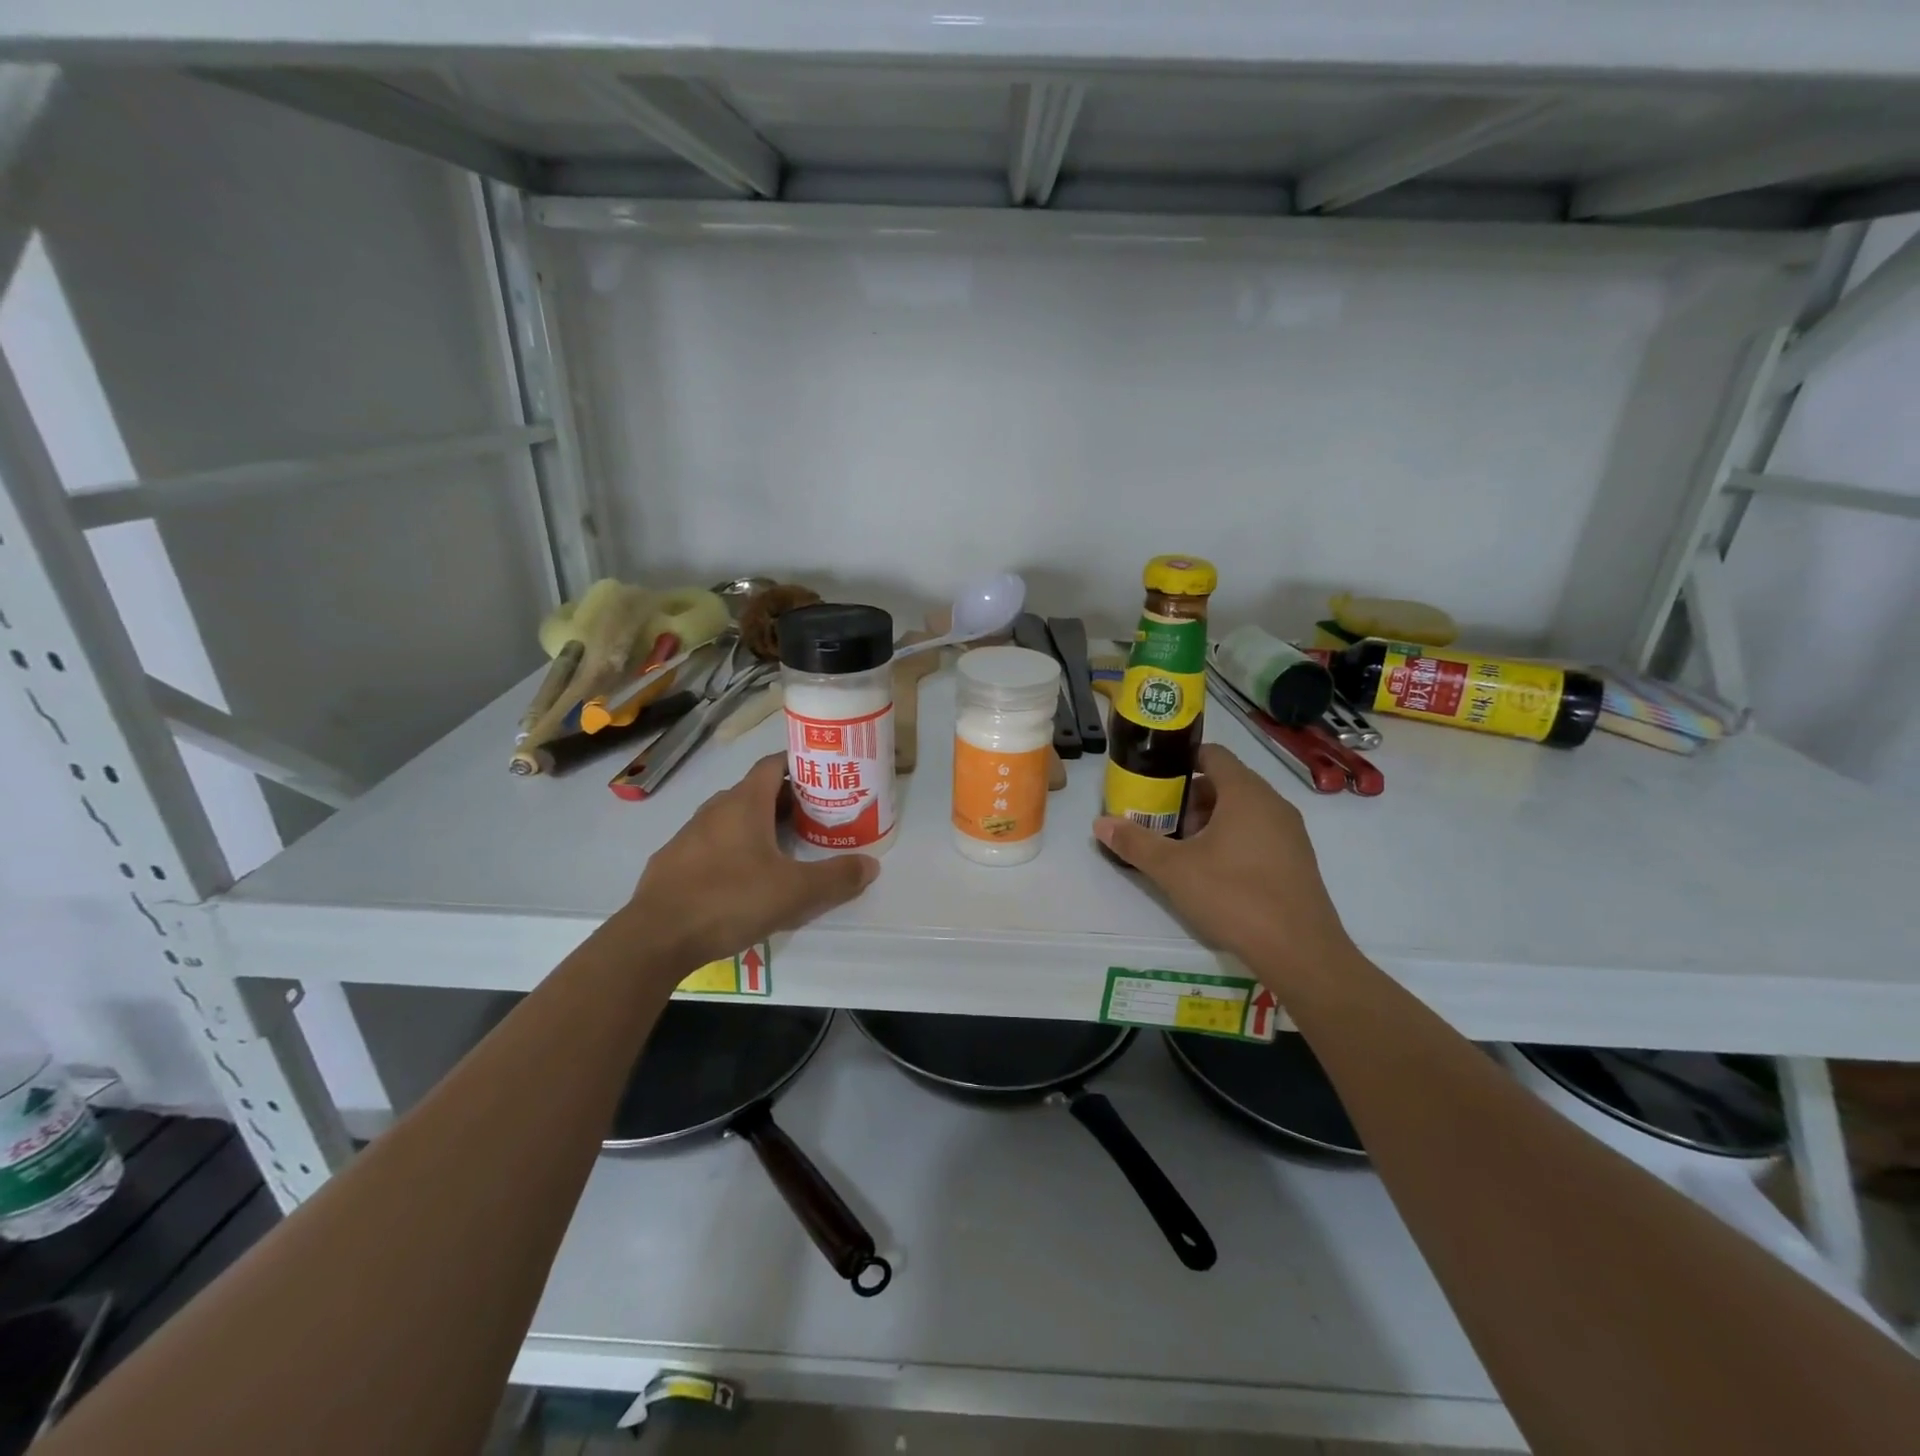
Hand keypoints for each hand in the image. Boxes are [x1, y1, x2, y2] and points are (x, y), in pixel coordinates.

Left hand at [625, 753, 879, 970]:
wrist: (656, 937)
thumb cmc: (731, 900)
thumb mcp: (795, 892)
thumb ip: (836, 877)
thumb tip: (871, 865)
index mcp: (745, 803)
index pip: (773, 764)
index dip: (798, 765)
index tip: (822, 776)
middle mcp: (715, 809)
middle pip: (755, 792)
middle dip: (786, 801)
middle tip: (815, 818)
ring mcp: (689, 835)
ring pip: (731, 818)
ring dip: (758, 826)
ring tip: (784, 849)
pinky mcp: (673, 861)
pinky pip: (711, 844)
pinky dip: (732, 849)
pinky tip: (742, 879)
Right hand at [1094, 744, 1353, 990]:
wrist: (1300, 951)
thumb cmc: (1233, 896)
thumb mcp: (1173, 869)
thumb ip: (1135, 842)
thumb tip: (1100, 822)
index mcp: (1245, 793)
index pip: (1213, 754)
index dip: (1182, 760)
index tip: (1155, 778)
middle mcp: (1273, 804)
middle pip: (1226, 783)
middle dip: (1190, 797)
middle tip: (1161, 820)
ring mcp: (1290, 833)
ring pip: (1244, 810)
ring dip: (1211, 820)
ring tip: (1183, 849)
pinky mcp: (1298, 860)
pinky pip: (1260, 833)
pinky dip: (1234, 839)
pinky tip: (1214, 872)